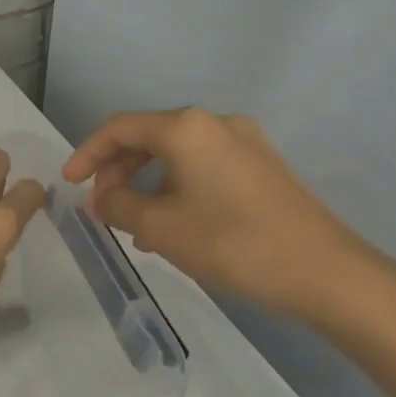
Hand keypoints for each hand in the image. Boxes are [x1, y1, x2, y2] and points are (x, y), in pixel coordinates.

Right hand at [62, 109, 395, 324]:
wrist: (326, 272)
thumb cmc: (232, 243)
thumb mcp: (160, 228)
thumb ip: (118, 206)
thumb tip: (101, 198)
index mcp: (186, 128)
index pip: (119, 128)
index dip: (87, 153)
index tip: (69, 184)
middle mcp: (215, 123)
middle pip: (148, 137)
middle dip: (117, 170)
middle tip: (101, 207)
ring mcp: (245, 143)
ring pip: (176, 155)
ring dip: (146, 183)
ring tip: (134, 225)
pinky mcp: (263, 167)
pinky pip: (203, 167)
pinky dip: (176, 188)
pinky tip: (173, 225)